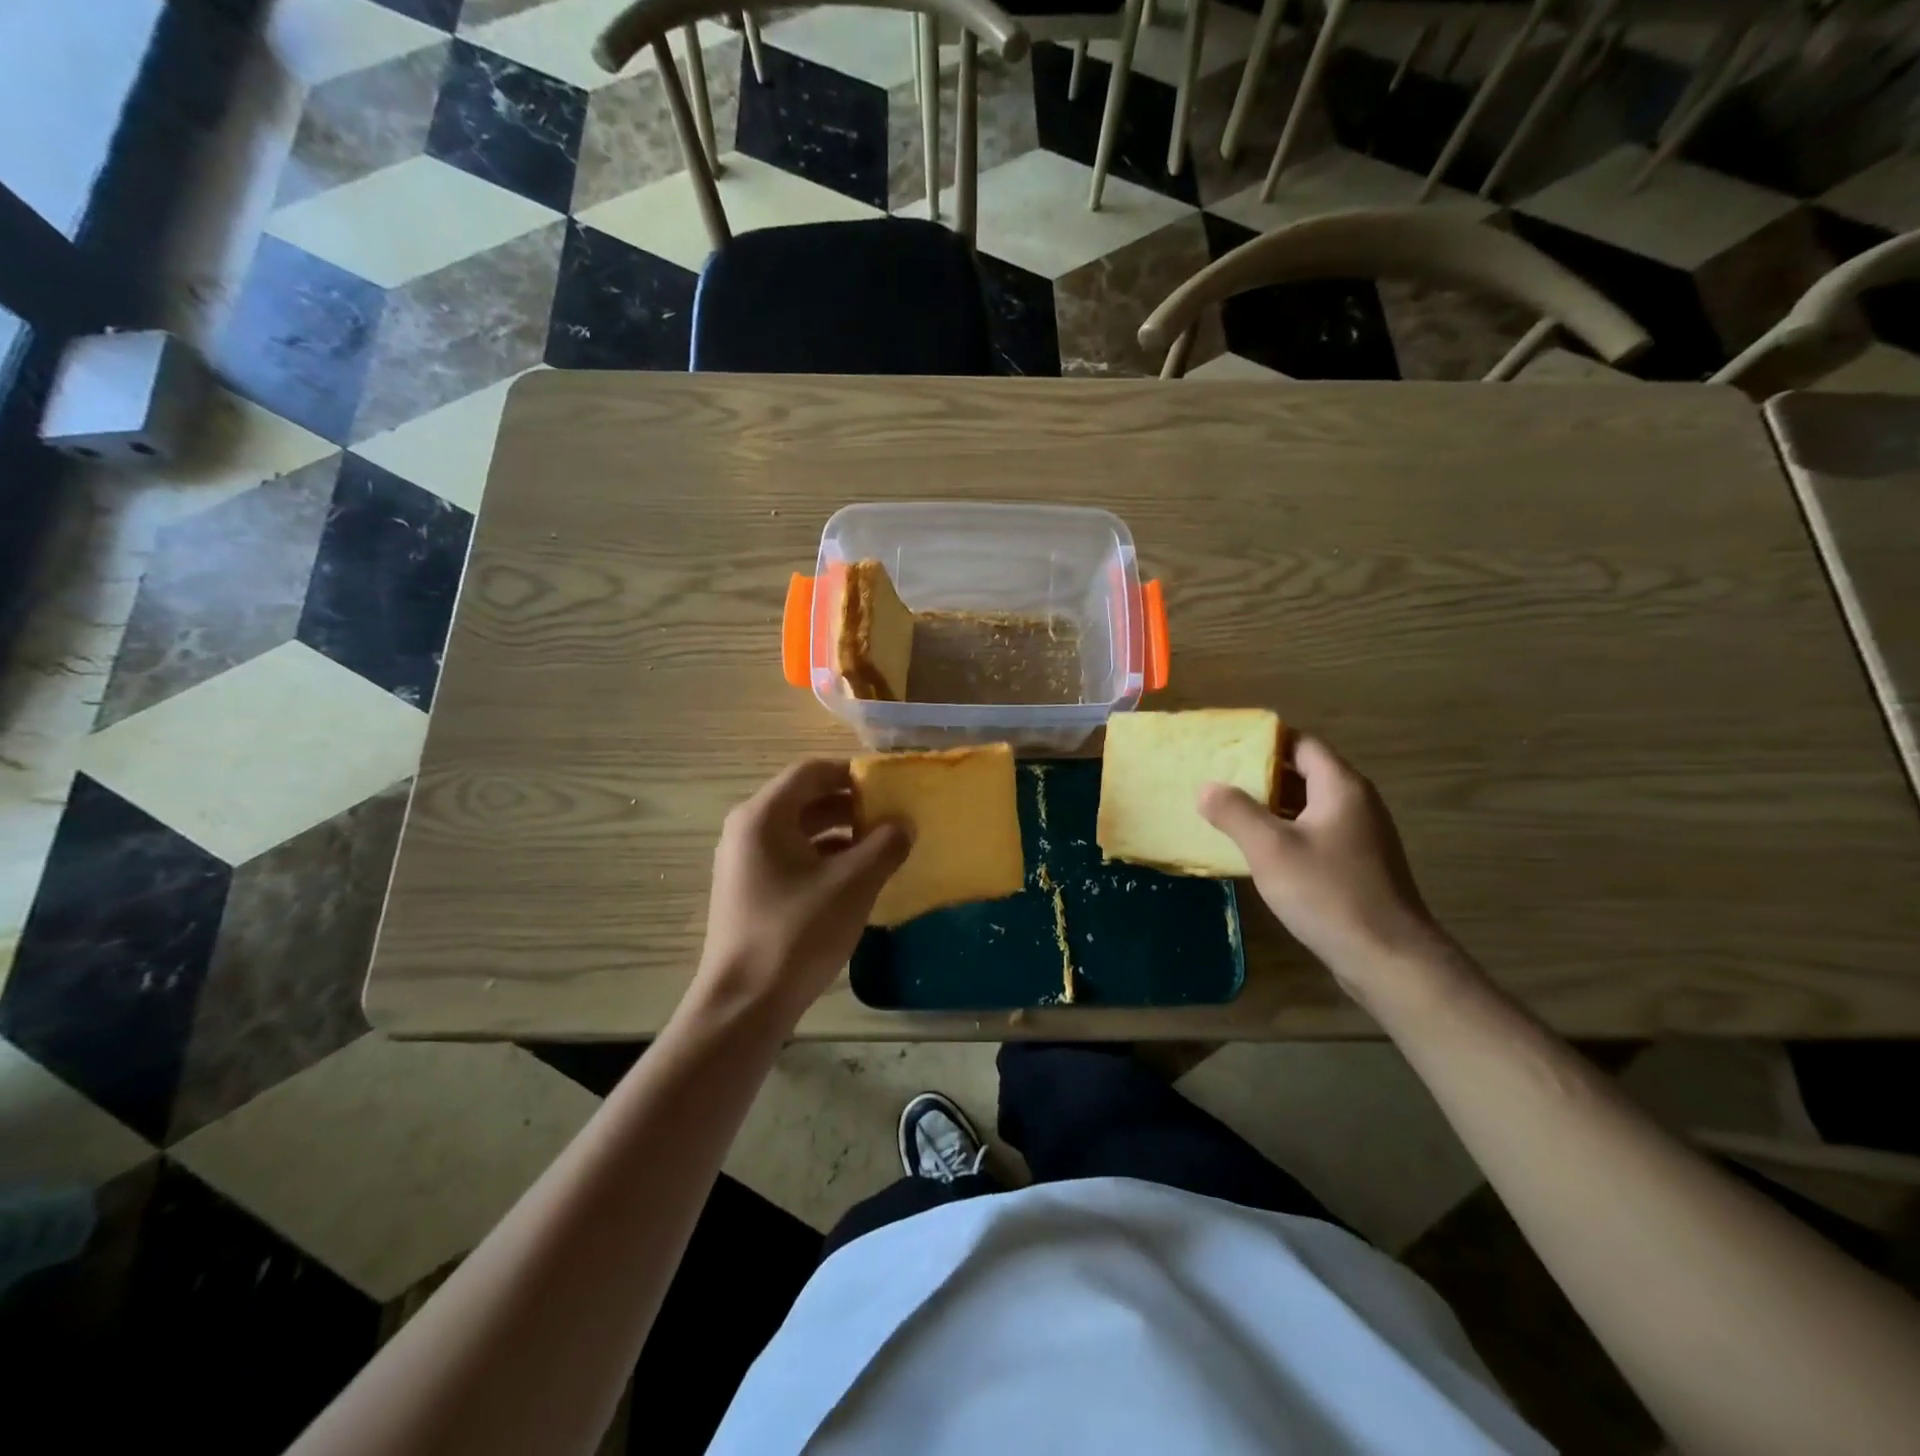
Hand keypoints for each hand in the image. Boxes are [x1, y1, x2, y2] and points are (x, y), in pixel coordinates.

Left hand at [694, 760, 911, 1020]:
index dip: (853, 772)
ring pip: (800, 831)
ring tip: (882, 846)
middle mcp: (747, 831)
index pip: (812, 771)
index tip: (890, 785)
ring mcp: (745, 863)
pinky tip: (857, 877)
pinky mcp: (751, 891)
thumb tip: (904, 824)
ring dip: (841, 833)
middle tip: (892, 815)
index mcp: (764, 816)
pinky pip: (793, 858)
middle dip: (851, 804)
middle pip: (805, 799)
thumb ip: (885, 845)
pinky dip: (825, 858)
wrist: (745, 1004)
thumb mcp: (853, 884)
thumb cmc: (797, 933)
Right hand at [1199, 735, 1461, 1000]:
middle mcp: (1355, 803)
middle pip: (1304, 773)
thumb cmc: (1328, 893)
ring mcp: (1359, 836)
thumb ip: (1235, 812)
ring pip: (1308, 806)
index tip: (1226, 746)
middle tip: (1218, 778)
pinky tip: (1258, 849)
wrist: (1388, 958)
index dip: (1264, 741)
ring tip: (1228, 810)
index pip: (1301, 744)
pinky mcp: (1356, 865)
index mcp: (1341, 787)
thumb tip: (1206, 787)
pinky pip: (1315, 833)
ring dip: (1271, 806)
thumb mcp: (1271, 849)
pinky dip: (1285, 831)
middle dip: (1261, 774)